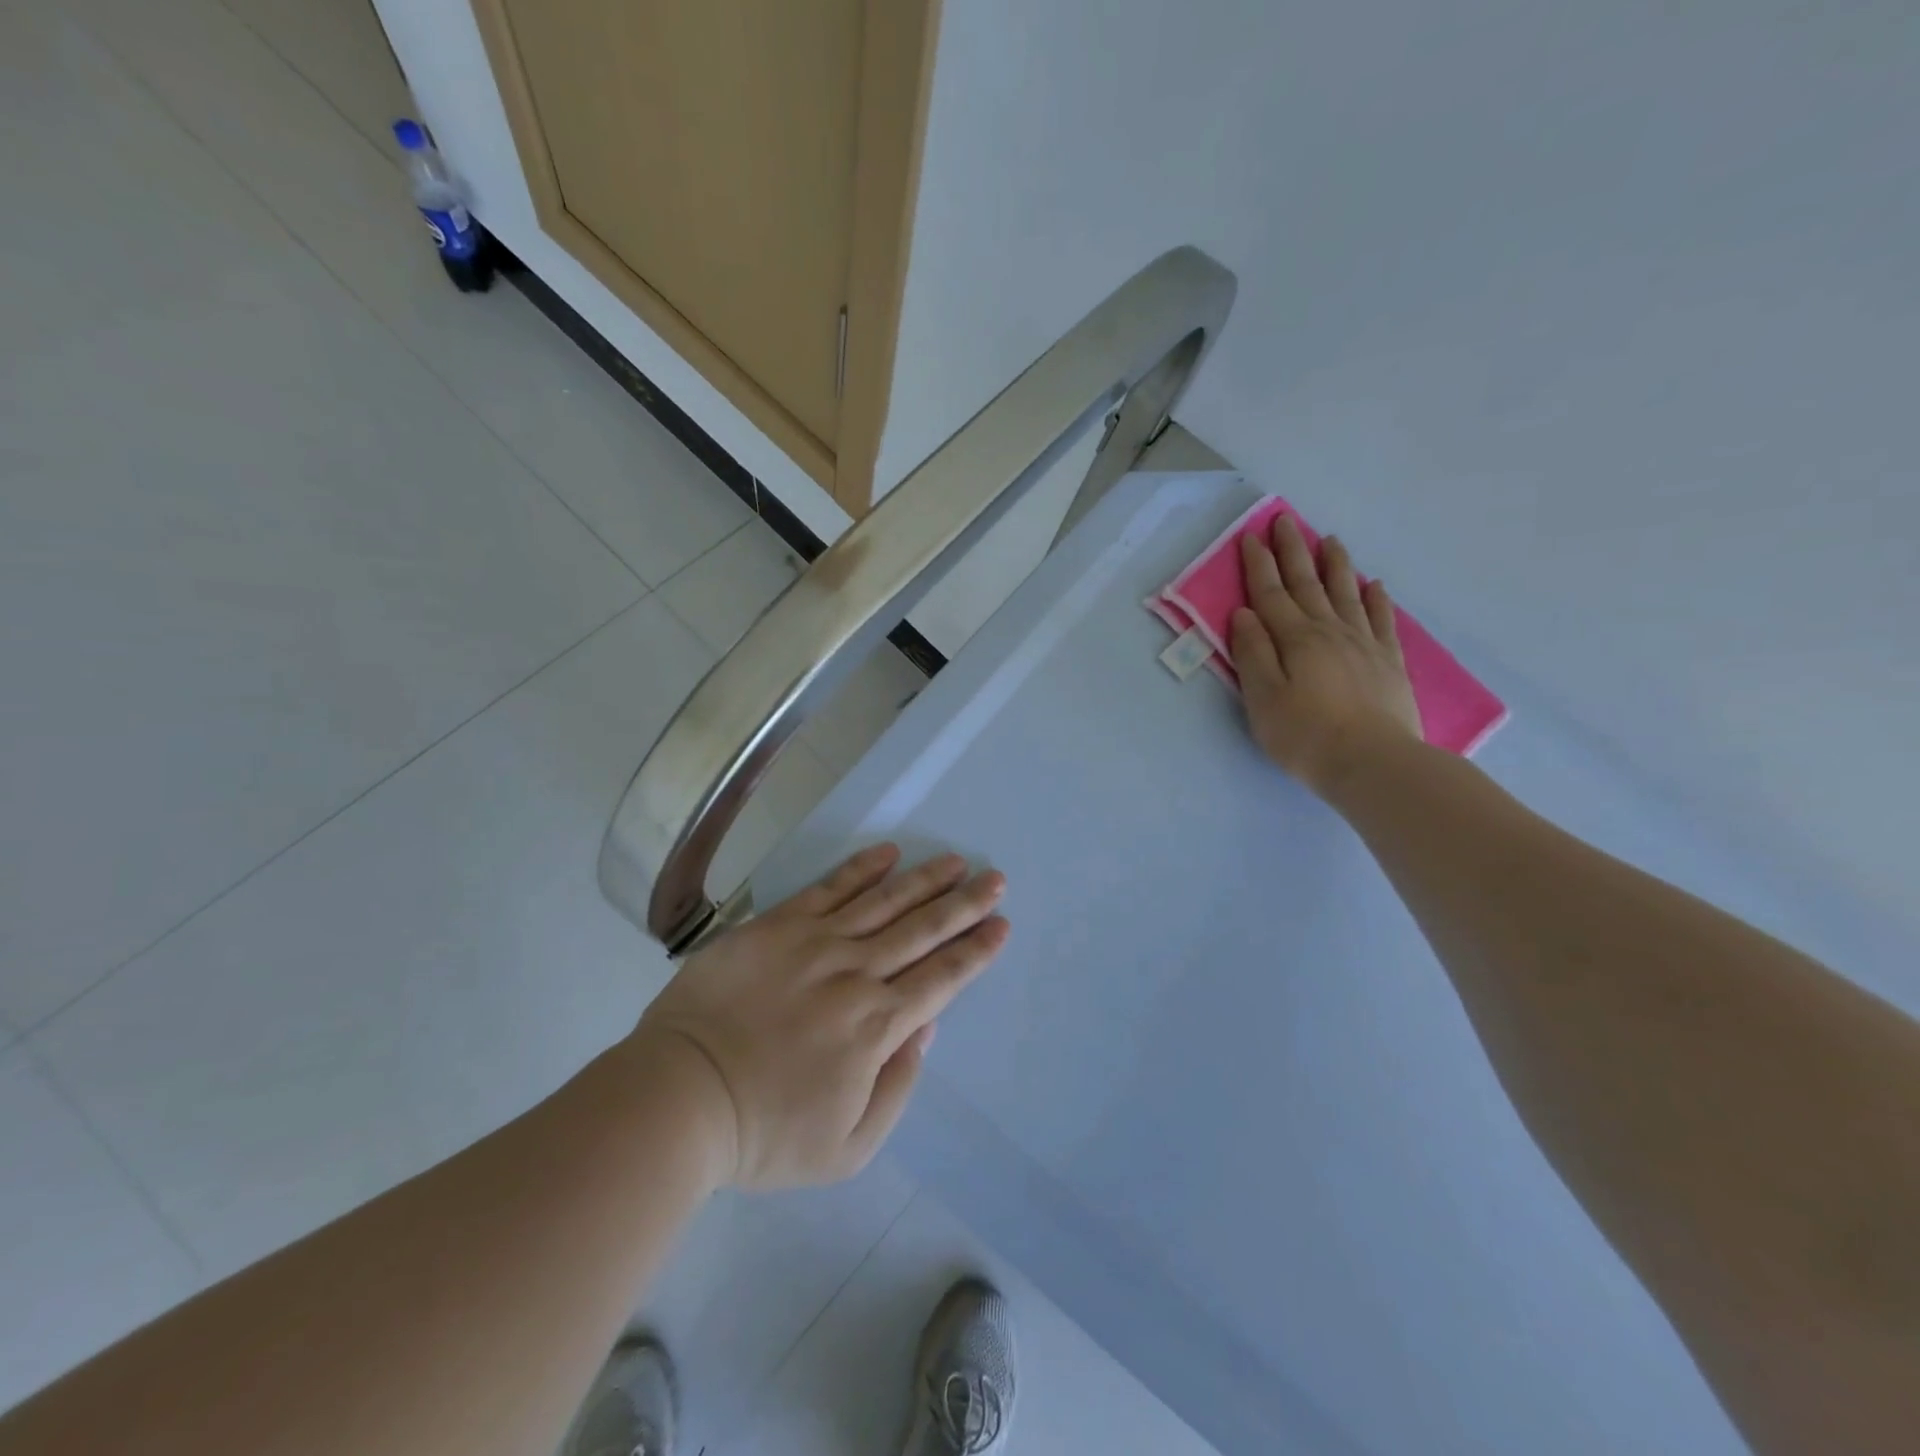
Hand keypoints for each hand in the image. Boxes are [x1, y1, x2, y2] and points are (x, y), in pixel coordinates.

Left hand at [628, 844, 1008, 1190]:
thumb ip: (896, 1086)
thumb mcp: (847, 1147)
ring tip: (954, 860)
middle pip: (923, 930)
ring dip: (924, 880)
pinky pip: (829, 888)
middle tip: (994, 878)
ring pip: (884, 902)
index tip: (1001, 924)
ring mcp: (817, 943)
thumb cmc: (764, 1133)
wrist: (680, 1097)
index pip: (942, 978)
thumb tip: (924, 1027)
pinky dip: (861, 869)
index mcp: (878, 1025)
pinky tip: (887, 854)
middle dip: (964, 904)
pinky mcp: (778, 925)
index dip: (976, 950)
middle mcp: (857, 973)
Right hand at [1228, 515, 1421, 796]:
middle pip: (1308, 584)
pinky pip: (1381, 619)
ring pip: (1346, 593)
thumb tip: (1244, 613)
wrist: (1372, 763)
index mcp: (1295, 639)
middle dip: (1293, 551)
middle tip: (1285, 521)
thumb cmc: (1305, 735)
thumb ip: (1252, 653)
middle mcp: (1329, 631)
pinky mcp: (1387, 662)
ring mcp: (1363, 644)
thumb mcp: (1262, 698)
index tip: (1251, 536)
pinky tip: (1374, 585)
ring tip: (1329, 540)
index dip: (1259, 565)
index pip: (1271, 593)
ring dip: (1335, 565)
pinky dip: (1376, 598)